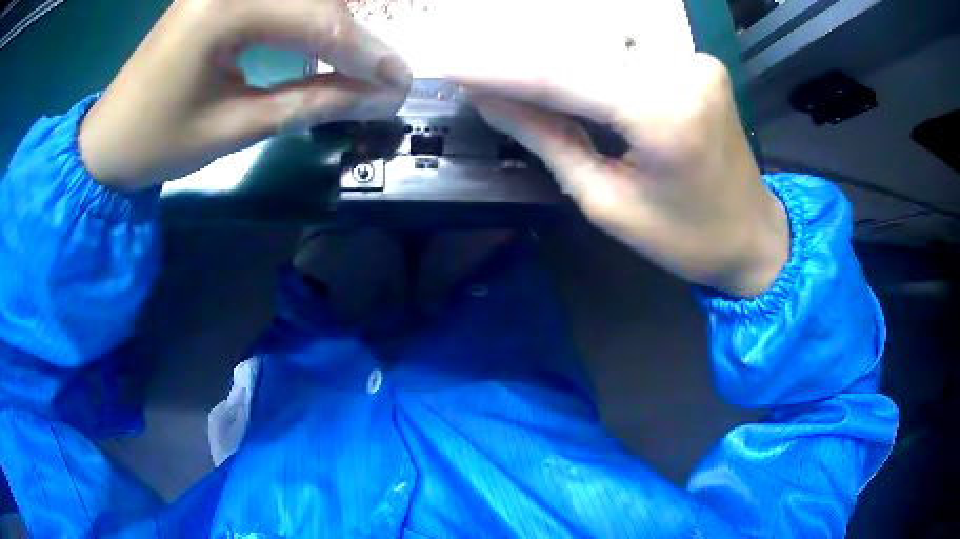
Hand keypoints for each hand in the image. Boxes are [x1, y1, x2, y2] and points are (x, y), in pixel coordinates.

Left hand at [79, 0, 411, 190]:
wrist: (107, 142)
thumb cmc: (157, 144)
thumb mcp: (234, 128)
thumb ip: (311, 102)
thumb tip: (378, 97)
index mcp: (224, 11)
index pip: (318, 22)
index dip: (366, 53)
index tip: (400, 82)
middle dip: (354, 35)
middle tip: (380, 74)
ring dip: (332, 21)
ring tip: (354, 59)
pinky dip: (304, 15)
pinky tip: (317, 37)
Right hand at [446, 1, 788, 296]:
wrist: (754, 235)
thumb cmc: (686, 238)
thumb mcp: (607, 203)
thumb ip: (548, 141)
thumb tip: (493, 103)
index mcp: (663, 114)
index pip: (560, 78)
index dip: (499, 70)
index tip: (452, 66)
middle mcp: (682, 71)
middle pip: (581, 53)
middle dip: (523, 60)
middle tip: (474, 67)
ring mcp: (695, 60)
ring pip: (605, 48)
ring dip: (556, 57)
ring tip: (511, 70)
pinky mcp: (700, 61)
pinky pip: (632, 53)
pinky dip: (594, 60)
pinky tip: (566, 70)